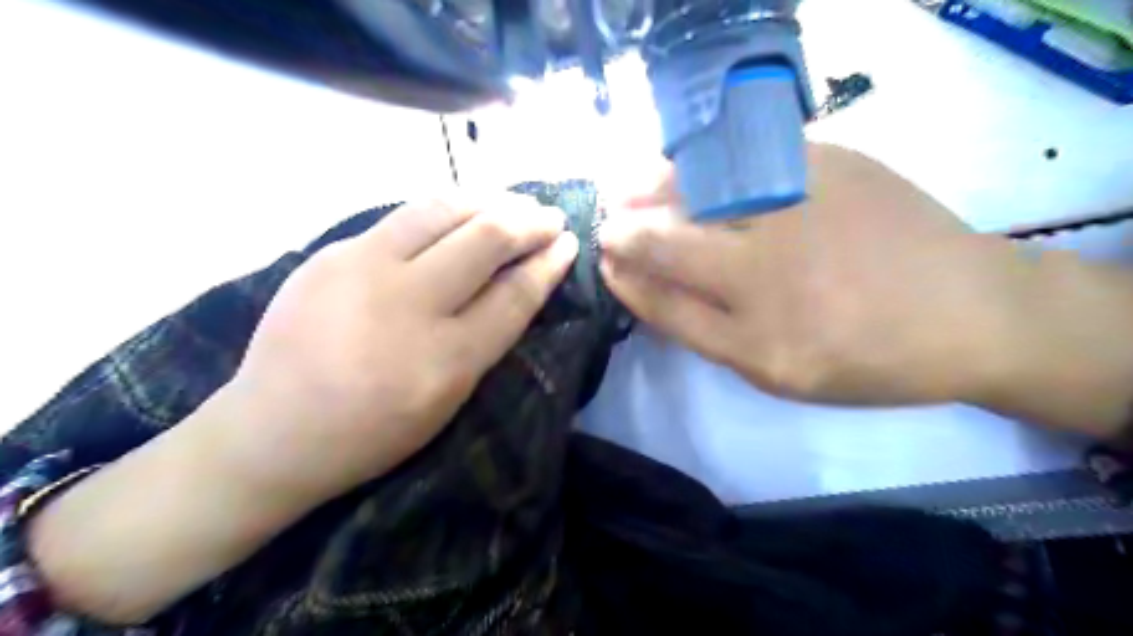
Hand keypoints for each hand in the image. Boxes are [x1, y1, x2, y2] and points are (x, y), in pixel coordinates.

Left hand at [27, 191, 575, 620]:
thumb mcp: (447, 401)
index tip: (568, 244)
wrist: (272, 430)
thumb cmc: (373, 432)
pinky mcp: (332, 252)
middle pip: (485, 240)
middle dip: (529, 222)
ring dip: (489, 200)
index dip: (548, 265)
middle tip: (549, 217)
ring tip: (513, 202)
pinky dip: (446, 208)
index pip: (514, 295)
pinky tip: (462, 210)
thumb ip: (486, 339)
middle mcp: (408, 305)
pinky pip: (404, 216)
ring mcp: (363, 270)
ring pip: (443, 210)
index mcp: (444, 360)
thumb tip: (521, 281)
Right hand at [601, 141, 1027, 406]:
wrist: (968, 312)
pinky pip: (743, 157)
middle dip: (624, 233)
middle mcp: (768, 277)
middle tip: (608, 226)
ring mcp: (797, 213)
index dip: (625, 281)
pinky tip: (688, 166)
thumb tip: (655, 290)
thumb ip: (712, 334)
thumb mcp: (781, 373)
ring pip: (696, 192)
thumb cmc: (868, 358)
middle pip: (667, 244)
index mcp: (757, 343)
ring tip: (627, 187)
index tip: (605, 263)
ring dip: (649, 188)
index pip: (663, 304)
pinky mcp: (827, 166)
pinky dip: (703, 162)